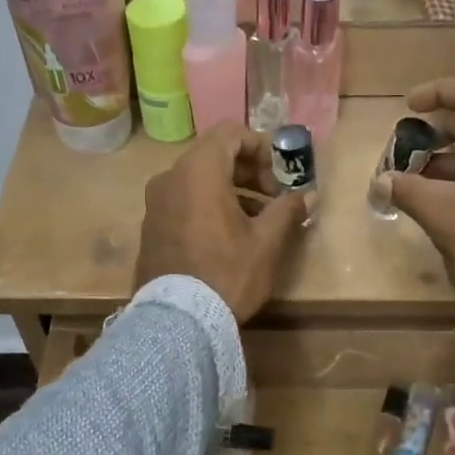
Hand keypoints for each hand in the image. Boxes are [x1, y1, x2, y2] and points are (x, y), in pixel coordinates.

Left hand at [135, 124, 307, 321]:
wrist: (178, 321)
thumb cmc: (227, 273)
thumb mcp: (267, 242)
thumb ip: (287, 210)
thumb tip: (305, 196)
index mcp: (198, 171)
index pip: (230, 134)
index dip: (261, 147)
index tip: (280, 176)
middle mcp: (169, 178)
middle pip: (213, 156)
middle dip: (248, 172)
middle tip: (274, 199)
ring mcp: (155, 204)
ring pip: (198, 181)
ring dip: (230, 191)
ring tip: (257, 222)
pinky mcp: (150, 228)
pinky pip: (183, 203)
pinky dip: (207, 207)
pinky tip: (228, 237)